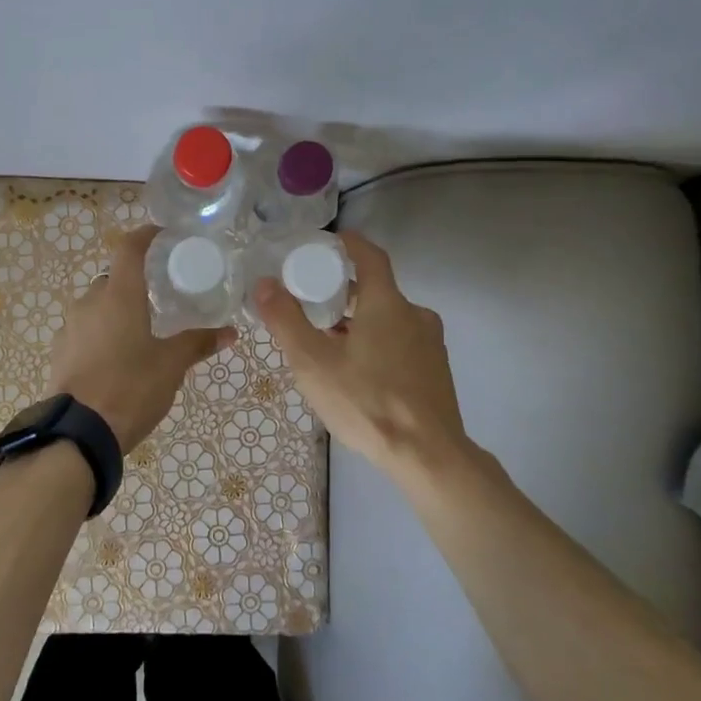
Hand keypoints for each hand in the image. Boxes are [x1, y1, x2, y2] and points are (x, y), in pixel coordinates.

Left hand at [48, 225, 233, 453]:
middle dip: (133, 284)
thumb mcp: (171, 365)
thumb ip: (198, 343)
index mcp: (118, 296)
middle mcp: (89, 303)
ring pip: (96, 307)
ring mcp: (70, 327)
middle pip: (112, 280)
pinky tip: (116, 358)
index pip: (129, 249)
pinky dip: (100, 334)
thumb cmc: (131, 388)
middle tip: (158, 298)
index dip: (145, 236)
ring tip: (139, 333)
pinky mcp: (60, 352)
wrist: (79, 433)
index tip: (162, 236)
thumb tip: (230, 332)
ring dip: (115, 311)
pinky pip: (84, 331)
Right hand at [252, 231, 471, 477]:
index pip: (370, 256)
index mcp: (388, 303)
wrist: (427, 456)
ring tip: (327, 345)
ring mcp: (430, 344)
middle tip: (311, 305)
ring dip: (359, 323)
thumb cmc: (366, 402)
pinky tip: (357, 373)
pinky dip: (377, 344)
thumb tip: (264, 283)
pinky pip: (401, 343)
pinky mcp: (436, 370)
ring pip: (388, 320)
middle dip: (344, 293)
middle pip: (376, 290)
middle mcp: (415, 315)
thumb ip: (286, 320)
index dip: (347, 244)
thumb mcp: (313, 362)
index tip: (325, 245)